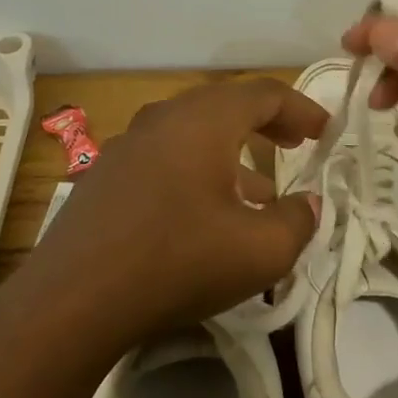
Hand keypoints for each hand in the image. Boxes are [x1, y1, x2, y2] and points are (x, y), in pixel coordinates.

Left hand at [24, 78, 326, 342]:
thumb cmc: (179, 263)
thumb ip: (299, 220)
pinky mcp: (103, 178)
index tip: (326, 132)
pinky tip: (206, 214)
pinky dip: (198, 171)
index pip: (264, 94)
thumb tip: (308, 204)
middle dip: (266, 124)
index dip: (302, 109)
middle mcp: (162, 120)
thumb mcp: (262, 250)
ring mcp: (125, 147)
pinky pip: (164, 158)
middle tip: (295, 144)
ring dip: (232, 152)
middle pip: (224, 105)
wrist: (72, 303)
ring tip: (259, 191)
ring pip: (192, 133)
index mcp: (203, 121)